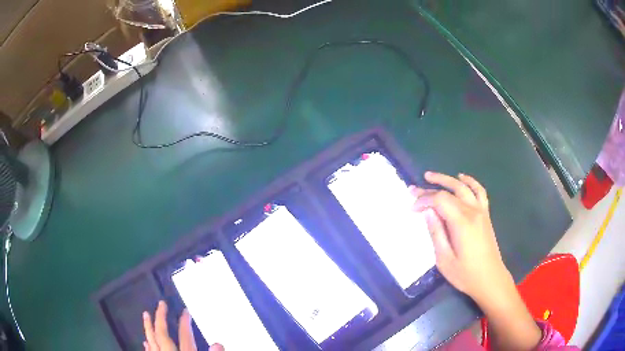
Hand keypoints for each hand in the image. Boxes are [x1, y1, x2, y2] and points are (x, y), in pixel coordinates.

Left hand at [143, 301, 223, 350]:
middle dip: (160, 318)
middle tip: (160, 304)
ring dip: (148, 327)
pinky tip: (145, 341)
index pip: (185, 336)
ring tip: (145, 315)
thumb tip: (218, 343)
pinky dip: (147, 345)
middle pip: (162, 334)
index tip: (185, 311)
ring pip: (151, 341)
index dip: (185, 322)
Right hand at [412, 172, 541, 349]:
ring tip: (431, 176)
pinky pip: (479, 191)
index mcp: (461, 223)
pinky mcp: (486, 215)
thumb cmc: (465, 274)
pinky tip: (462, 177)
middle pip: (450, 191)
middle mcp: (472, 211)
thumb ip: (436, 233)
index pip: (440, 200)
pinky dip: (470, 181)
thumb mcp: (444, 259)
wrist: (490, 279)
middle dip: (430, 188)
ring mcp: (481, 211)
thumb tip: (427, 212)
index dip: (424, 200)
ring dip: (447, 179)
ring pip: (463, 187)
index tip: (412, 209)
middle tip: (413, 189)